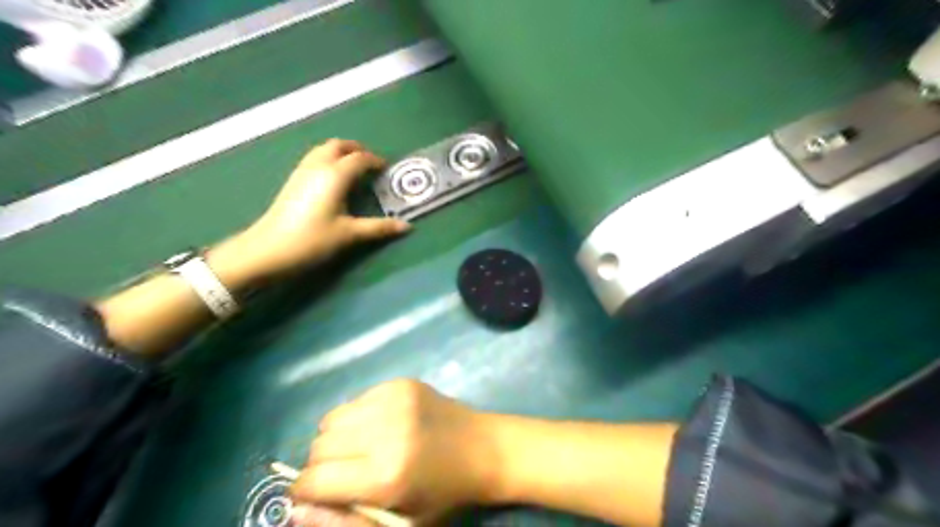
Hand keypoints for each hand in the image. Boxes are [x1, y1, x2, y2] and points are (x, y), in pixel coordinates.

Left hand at [214, 138, 409, 282]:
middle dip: (357, 150)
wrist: (268, 249)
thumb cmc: (312, 240)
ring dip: (341, 152)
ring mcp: (302, 172)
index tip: (387, 169)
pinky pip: (314, 159)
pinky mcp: (292, 181)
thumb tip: (407, 227)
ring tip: (354, 168)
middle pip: (339, 146)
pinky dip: (328, 159)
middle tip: (371, 163)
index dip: (375, 161)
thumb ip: (379, 228)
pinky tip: (333, 179)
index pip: (359, 159)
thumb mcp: (349, 234)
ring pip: (323, 150)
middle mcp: (318, 166)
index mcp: (335, 175)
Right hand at [293, 378, 505, 522]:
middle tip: (347, 472)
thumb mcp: (398, 523)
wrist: (483, 448)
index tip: (315, 493)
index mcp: (385, 475)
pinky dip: (357, 416)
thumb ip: (345, 521)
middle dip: (322, 464)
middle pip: (319, 445)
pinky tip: (381, 426)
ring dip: (337, 438)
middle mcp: (386, 430)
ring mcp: (394, 400)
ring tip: (362, 448)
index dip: (306, 490)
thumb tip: (295, 510)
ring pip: (332, 419)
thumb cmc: (442, 494)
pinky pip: (356, 399)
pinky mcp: (402, 382)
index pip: (314, 479)